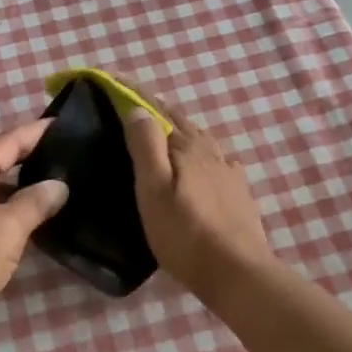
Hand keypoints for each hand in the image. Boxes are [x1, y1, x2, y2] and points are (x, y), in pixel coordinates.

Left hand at [0, 119, 68, 345]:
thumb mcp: (7, 229)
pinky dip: (10, 211)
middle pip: (0, 160)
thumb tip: (59, 185)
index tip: (67, 124)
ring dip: (23, 187)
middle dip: (33, 157)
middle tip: (71, 156)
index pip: (10, 139)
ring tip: (59, 187)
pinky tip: (33, 222)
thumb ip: (35, 202)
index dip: (38, 131)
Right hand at [123, 102, 277, 291]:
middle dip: (156, 109)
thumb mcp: (154, 190)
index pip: (157, 109)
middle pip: (180, 121)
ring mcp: (228, 170)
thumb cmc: (185, 234)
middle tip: (131, 106)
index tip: (112, 79)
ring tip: (161, 132)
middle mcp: (210, 150)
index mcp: (186, 146)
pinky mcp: (239, 191)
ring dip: (179, 128)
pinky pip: (217, 158)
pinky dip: (201, 150)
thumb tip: (138, 108)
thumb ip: (146, 146)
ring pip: (200, 138)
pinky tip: (203, 161)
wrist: (237, 272)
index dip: (134, 94)